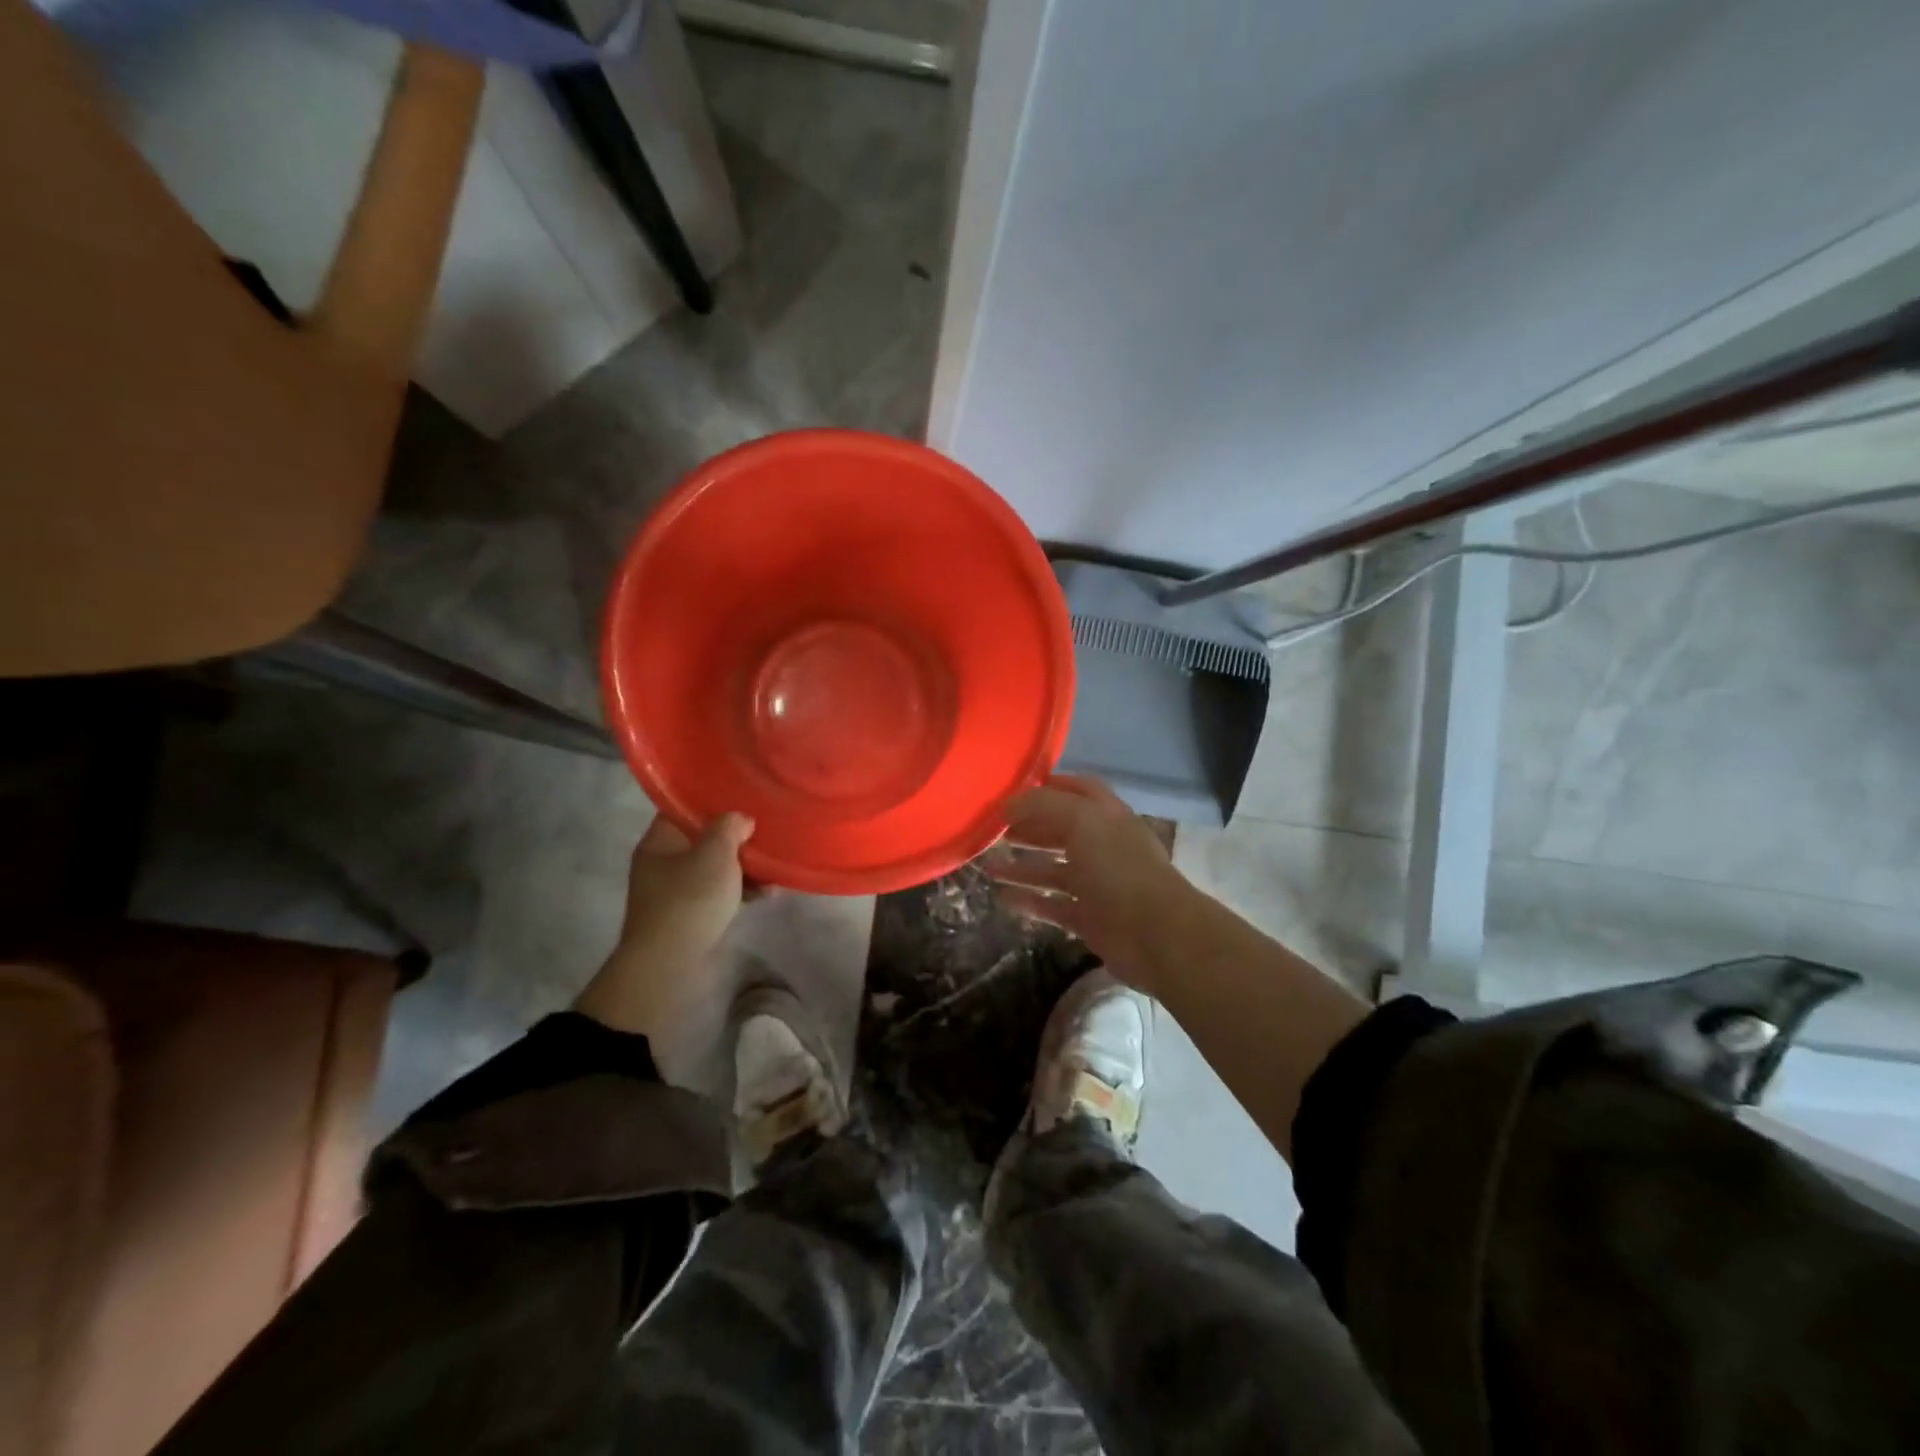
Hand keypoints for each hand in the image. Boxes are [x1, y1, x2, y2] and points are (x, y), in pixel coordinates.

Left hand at [573, 811, 753, 1037]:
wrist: (669, 965)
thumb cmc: (689, 899)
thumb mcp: (714, 853)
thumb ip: (730, 827)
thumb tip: (740, 819)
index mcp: (660, 841)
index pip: (684, 809)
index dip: (713, 800)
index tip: (744, 795)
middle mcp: (664, 863)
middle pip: (704, 839)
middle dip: (736, 836)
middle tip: (767, 829)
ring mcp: (677, 892)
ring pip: (716, 868)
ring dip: (745, 867)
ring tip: (775, 866)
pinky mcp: (692, 916)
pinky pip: (721, 894)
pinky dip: (742, 891)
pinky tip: (769, 892)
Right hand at [983, 775, 1197, 992]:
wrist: (1155, 935)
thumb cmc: (1118, 869)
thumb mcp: (1081, 821)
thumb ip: (1042, 805)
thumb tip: (1007, 804)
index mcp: (1107, 816)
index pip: (1078, 790)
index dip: (1048, 787)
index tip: (1012, 792)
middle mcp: (1103, 846)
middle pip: (1061, 830)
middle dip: (1028, 828)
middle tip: (992, 831)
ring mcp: (1097, 884)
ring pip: (1054, 870)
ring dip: (1022, 867)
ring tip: (988, 866)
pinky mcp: (1090, 918)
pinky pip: (1054, 905)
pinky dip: (1030, 901)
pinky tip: (1003, 898)